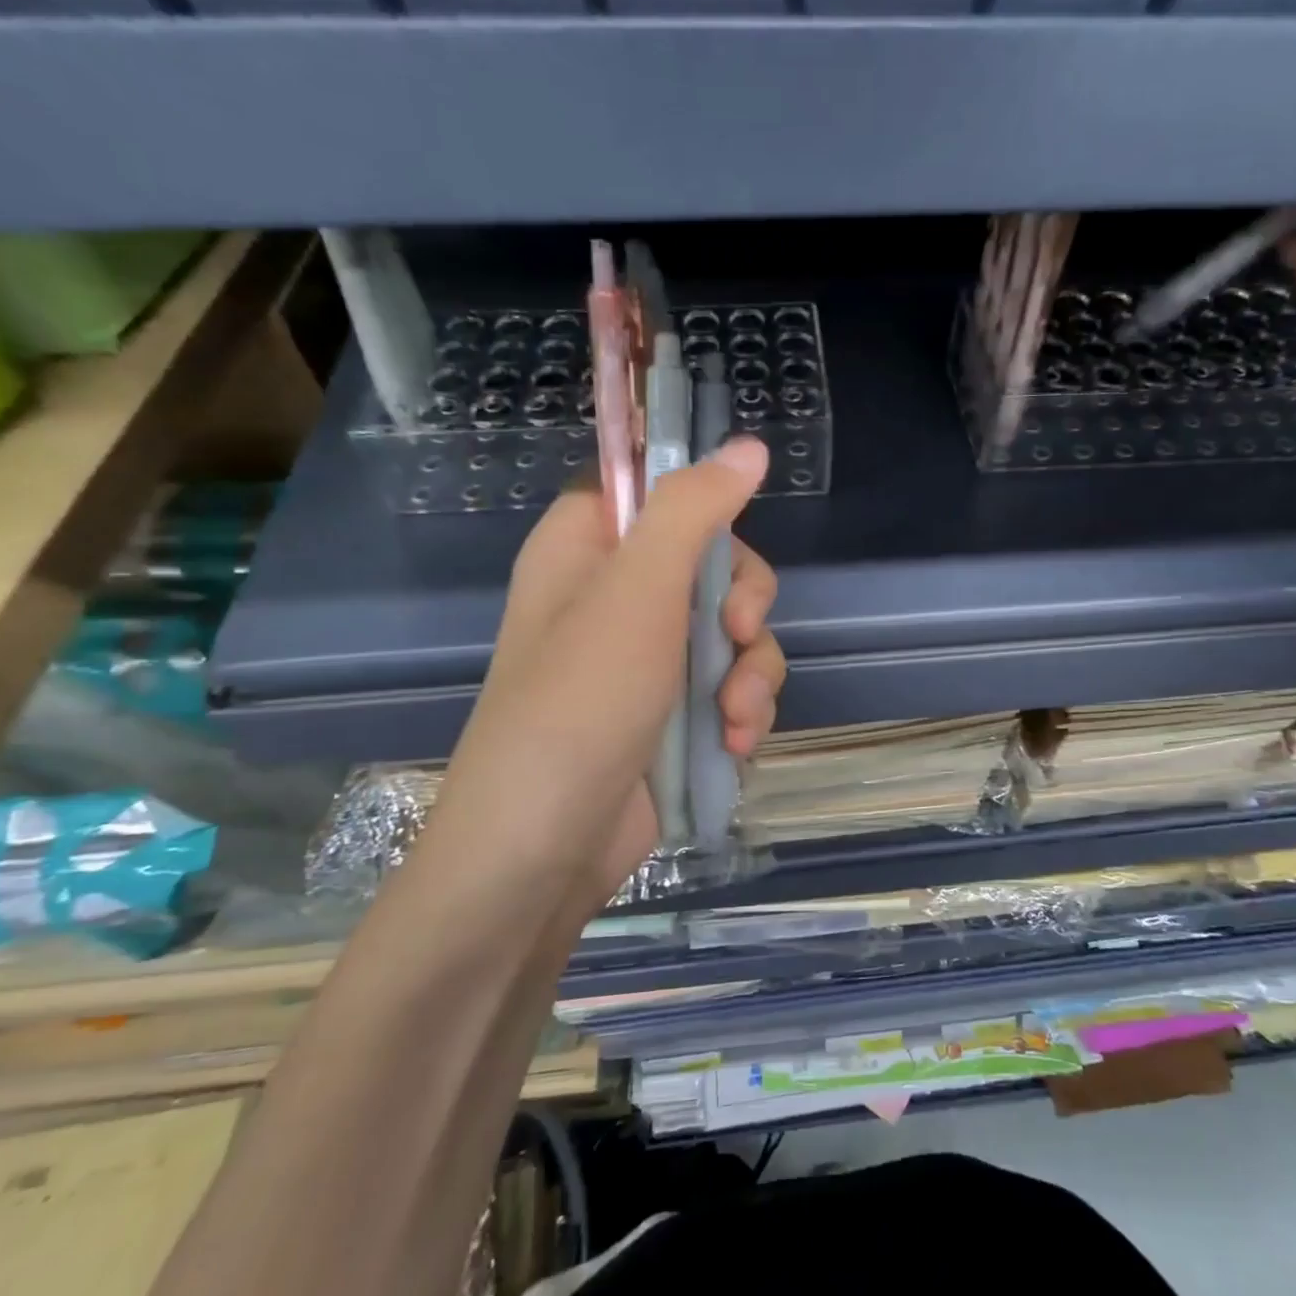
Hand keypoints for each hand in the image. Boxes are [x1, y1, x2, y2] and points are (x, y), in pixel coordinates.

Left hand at [419, 436, 784, 908]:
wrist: (544, 850)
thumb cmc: (579, 705)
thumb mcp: (638, 594)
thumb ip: (693, 511)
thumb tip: (749, 446)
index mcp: (588, 548)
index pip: (659, 495)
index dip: (706, 513)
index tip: (729, 547)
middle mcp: (618, 597)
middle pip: (716, 565)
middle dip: (743, 609)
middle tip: (733, 639)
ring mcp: (649, 660)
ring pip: (735, 635)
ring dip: (752, 675)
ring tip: (735, 720)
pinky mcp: (674, 714)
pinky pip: (732, 687)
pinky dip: (742, 713)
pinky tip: (733, 746)